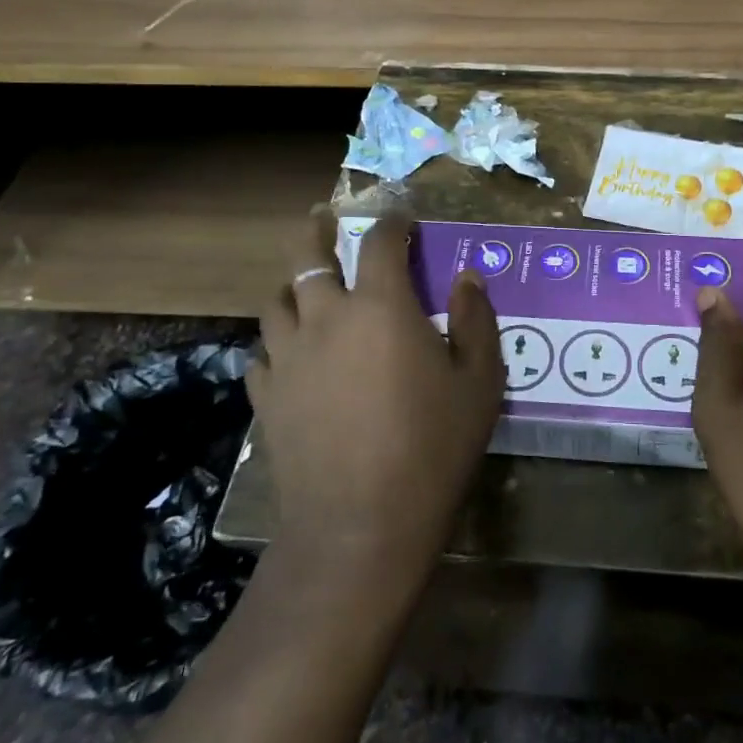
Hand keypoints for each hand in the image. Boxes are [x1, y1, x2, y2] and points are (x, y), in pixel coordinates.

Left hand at [248, 209, 502, 580]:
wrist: (360, 525)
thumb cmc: (433, 447)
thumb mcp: (479, 382)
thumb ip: (476, 321)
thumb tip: (468, 278)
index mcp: (381, 306)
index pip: (381, 243)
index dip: (392, 222)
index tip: (402, 218)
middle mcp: (327, 317)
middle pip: (308, 257)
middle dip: (316, 230)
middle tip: (321, 217)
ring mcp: (288, 357)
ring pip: (276, 301)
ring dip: (292, 284)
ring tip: (303, 284)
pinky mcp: (266, 397)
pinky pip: (263, 352)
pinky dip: (277, 342)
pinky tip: (289, 354)